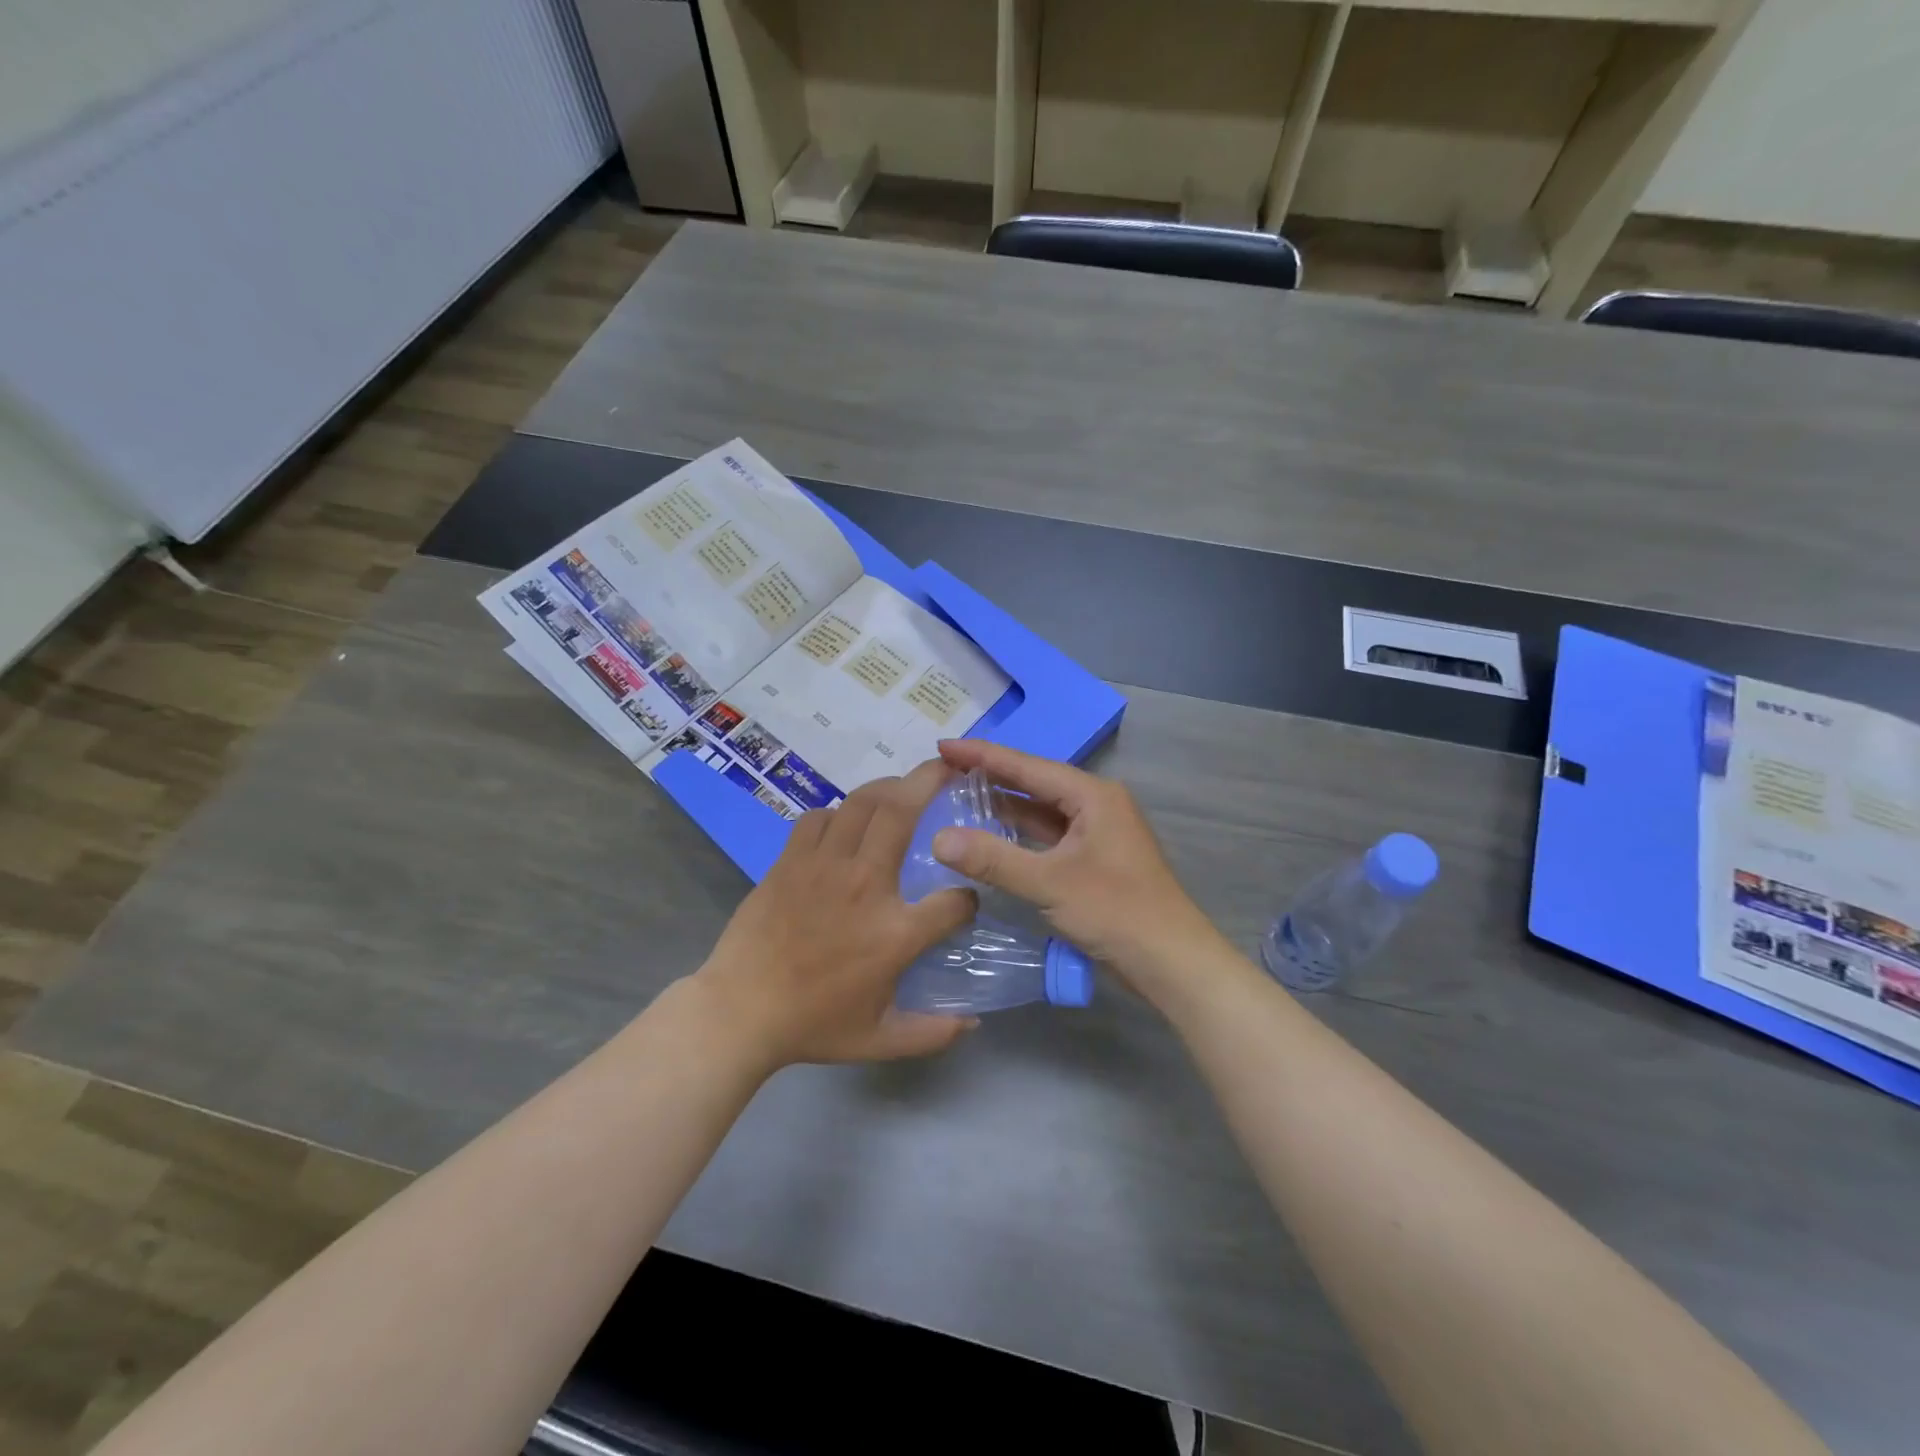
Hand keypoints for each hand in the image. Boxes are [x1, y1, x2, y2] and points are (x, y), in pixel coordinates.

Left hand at [693, 760, 978, 1068]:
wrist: (740, 1011)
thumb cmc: (813, 1025)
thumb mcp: (880, 1041)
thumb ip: (932, 1033)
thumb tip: (973, 1024)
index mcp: (895, 933)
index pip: (954, 900)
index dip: (968, 899)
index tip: (964, 903)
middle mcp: (865, 885)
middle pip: (903, 812)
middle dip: (930, 781)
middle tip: (947, 769)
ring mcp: (824, 866)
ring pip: (861, 802)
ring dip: (888, 787)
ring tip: (902, 786)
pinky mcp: (791, 860)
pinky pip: (819, 817)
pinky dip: (838, 811)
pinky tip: (845, 821)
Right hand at [930, 740, 1225, 1000]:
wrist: (1171, 961)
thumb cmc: (1116, 911)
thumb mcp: (1050, 883)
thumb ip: (993, 859)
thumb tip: (939, 839)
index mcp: (1092, 795)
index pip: (1027, 766)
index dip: (982, 755)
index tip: (943, 746)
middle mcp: (1096, 805)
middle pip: (1035, 783)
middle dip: (991, 777)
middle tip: (945, 770)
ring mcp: (1097, 833)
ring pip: (1042, 812)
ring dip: (1004, 807)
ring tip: (959, 797)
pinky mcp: (1094, 860)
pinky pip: (1049, 837)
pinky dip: (1020, 835)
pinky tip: (992, 837)